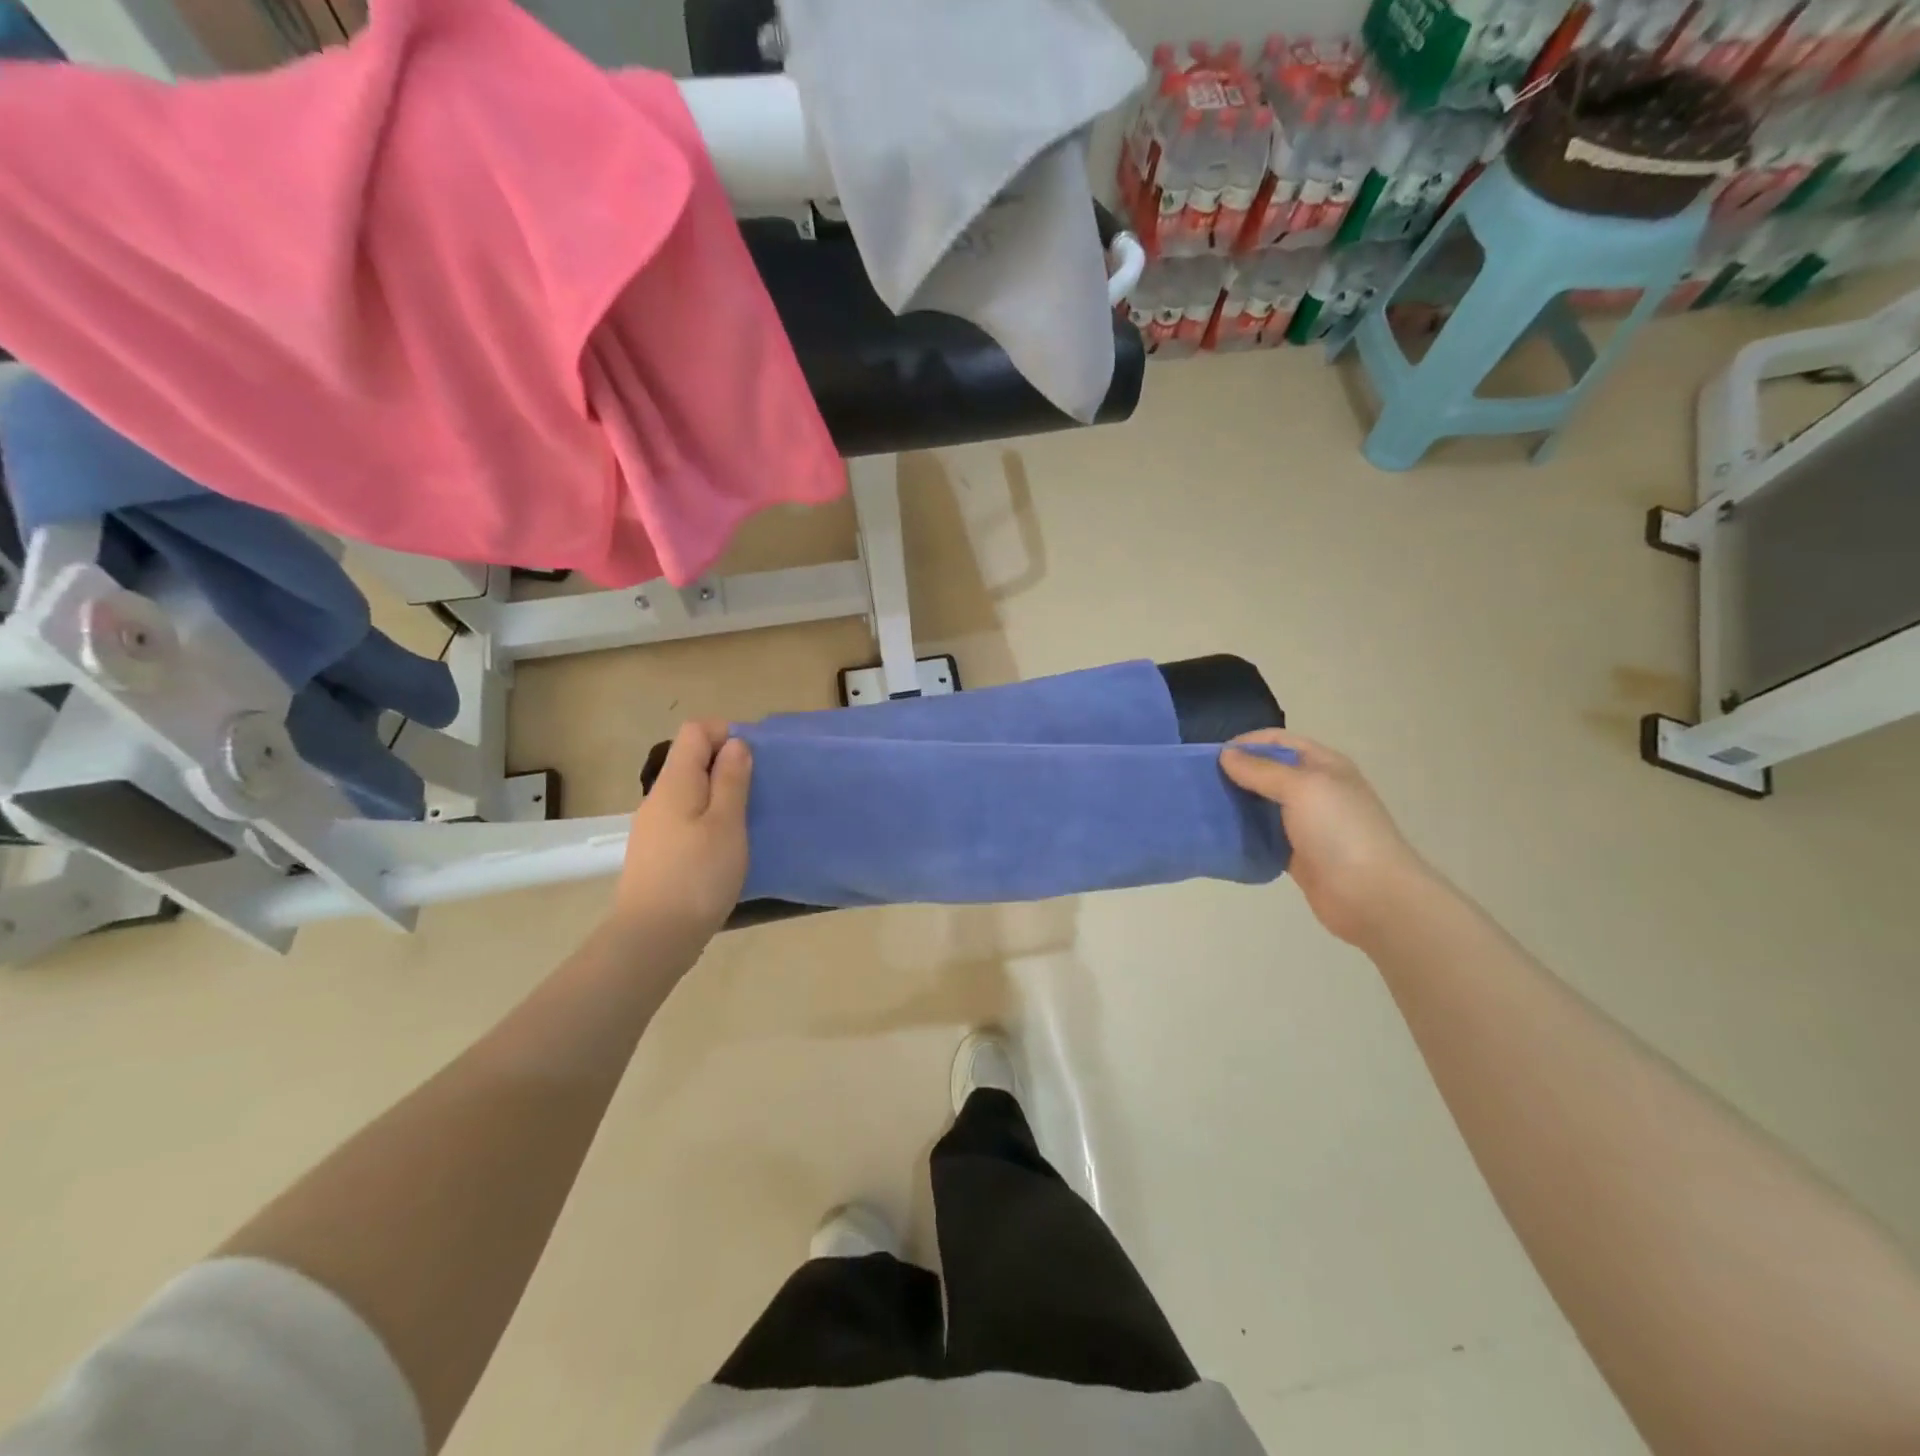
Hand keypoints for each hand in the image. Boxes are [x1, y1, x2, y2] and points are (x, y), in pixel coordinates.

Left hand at [611, 721, 751, 944]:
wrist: (653, 938)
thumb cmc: (698, 876)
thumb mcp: (727, 823)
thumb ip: (732, 779)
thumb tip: (735, 744)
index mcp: (675, 782)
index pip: (695, 731)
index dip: (726, 734)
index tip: (755, 761)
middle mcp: (658, 797)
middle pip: (691, 760)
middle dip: (727, 766)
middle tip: (758, 794)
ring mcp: (654, 827)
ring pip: (690, 792)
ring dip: (720, 796)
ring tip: (747, 822)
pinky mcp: (657, 853)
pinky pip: (686, 819)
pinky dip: (708, 821)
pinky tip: (725, 849)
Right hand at [1221, 729, 1432, 947]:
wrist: (1371, 896)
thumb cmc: (1340, 831)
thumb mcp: (1302, 788)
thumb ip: (1262, 770)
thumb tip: (1226, 755)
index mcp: (1324, 766)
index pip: (1279, 741)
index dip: (1247, 743)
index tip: (1211, 756)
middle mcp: (1315, 790)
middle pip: (1269, 772)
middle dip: (1237, 773)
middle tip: (1201, 782)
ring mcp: (1307, 824)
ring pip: (1263, 804)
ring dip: (1237, 803)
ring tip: (1203, 806)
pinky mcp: (1296, 853)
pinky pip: (1263, 836)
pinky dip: (1243, 833)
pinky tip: (1219, 835)